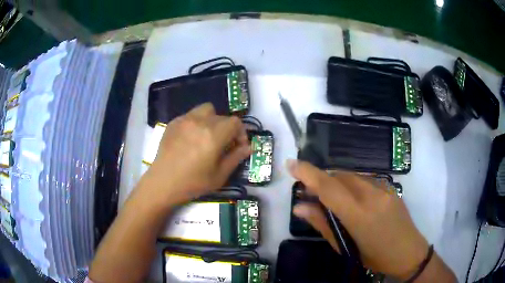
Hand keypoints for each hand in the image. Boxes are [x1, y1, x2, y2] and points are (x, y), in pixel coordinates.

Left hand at [137, 103, 250, 209]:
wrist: (163, 183)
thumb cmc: (193, 183)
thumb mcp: (219, 175)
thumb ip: (236, 157)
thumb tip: (248, 147)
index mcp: (214, 135)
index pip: (235, 122)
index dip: (241, 133)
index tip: (238, 146)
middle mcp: (200, 121)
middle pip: (222, 116)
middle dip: (227, 129)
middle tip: (223, 144)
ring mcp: (185, 120)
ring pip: (206, 110)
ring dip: (212, 120)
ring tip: (208, 136)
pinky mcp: (174, 122)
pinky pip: (191, 115)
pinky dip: (197, 122)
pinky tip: (191, 138)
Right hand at [289, 160, 428, 279]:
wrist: (408, 251)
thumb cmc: (374, 256)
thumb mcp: (345, 247)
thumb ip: (322, 224)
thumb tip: (299, 207)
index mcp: (359, 213)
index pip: (329, 187)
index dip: (308, 173)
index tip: (291, 163)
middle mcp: (372, 194)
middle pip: (339, 176)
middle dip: (321, 179)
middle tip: (308, 192)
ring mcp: (383, 188)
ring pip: (352, 175)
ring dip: (336, 181)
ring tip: (328, 197)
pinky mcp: (390, 187)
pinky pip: (364, 179)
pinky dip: (350, 184)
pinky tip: (350, 198)